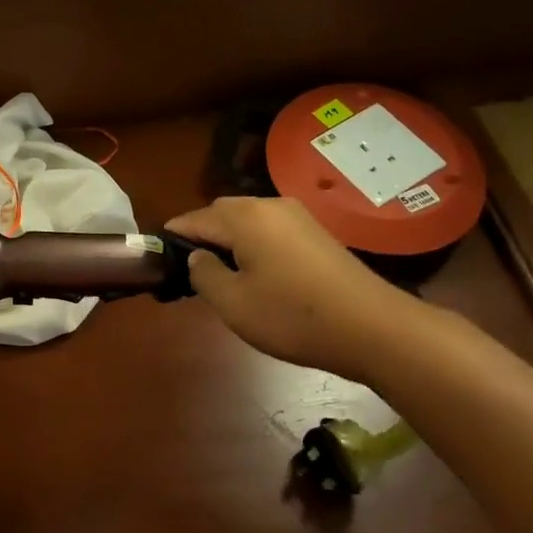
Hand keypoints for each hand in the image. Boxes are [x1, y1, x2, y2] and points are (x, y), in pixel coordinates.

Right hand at [163, 196, 412, 380]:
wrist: (372, 327)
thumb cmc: (293, 317)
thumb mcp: (234, 304)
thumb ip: (204, 274)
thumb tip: (197, 257)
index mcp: (244, 217)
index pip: (195, 218)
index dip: (174, 237)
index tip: (160, 258)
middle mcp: (270, 205)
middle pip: (222, 213)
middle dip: (203, 236)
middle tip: (194, 272)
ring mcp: (298, 216)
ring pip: (248, 220)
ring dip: (231, 240)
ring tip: (226, 275)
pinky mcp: (317, 233)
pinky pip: (272, 229)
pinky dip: (256, 244)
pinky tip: (260, 274)